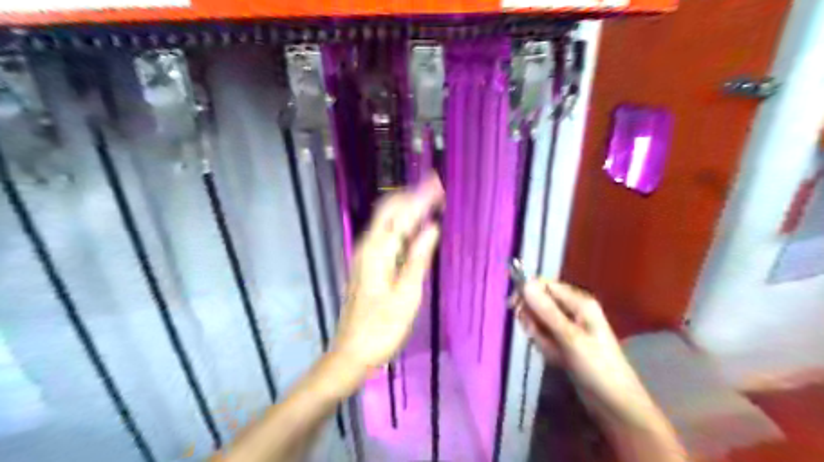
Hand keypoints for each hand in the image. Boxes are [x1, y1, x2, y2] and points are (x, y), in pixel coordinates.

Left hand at [331, 174, 443, 369]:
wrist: (352, 352)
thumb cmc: (382, 328)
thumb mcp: (406, 296)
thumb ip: (418, 259)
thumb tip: (431, 228)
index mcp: (377, 252)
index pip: (400, 214)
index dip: (420, 197)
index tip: (438, 183)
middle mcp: (368, 247)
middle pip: (388, 210)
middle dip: (412, 195)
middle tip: (436, 188)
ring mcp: (365, 255)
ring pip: (387, 221)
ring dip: (407, 208)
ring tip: (430, 201)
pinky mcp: (367, 264)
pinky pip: (387, 235)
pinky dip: (402, 225)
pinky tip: (415, 228)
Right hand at [517, 278, 661, 426]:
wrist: (615, 405)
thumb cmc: (596, 367)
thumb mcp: (569, 337)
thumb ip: (546, 310)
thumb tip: (525, 283)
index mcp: (578, 301)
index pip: (544, 285)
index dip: (527, 293)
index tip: (513, 307)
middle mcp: (572, 310)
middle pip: (539, 303)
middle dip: (533, 320)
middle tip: (536, 336)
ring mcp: (568, 327)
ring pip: (538, 322)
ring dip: (539, 337)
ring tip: (553, 353)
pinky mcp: (564, 342)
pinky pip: (544, 337)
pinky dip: (545, 347)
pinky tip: (555, 359)